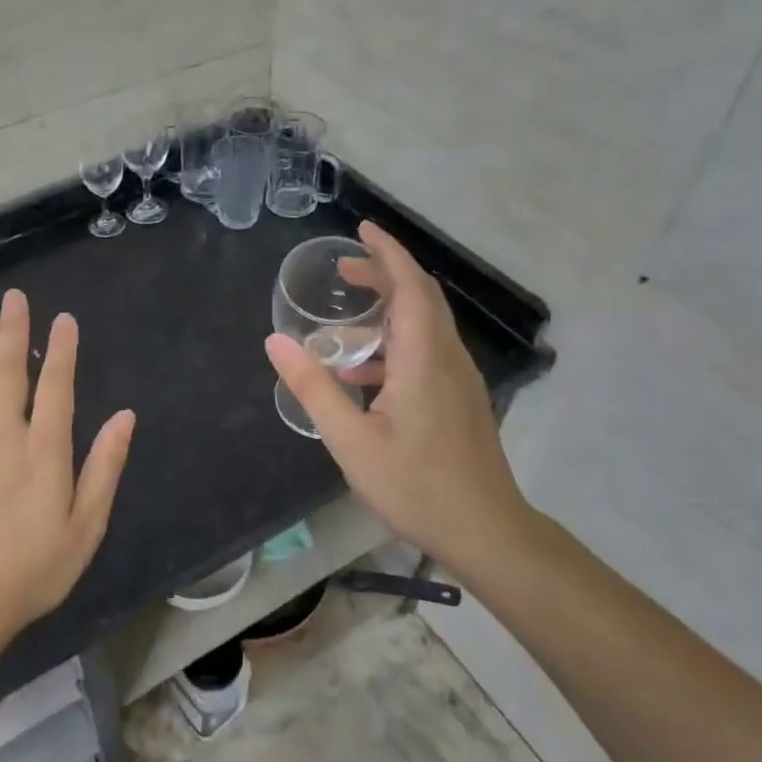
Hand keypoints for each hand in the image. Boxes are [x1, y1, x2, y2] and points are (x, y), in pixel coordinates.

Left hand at [0, 289, 135, 645]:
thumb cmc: (34, 567)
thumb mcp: (86, 525)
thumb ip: (104, 467)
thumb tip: (125, 417)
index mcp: (45, 450)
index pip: (56, 386)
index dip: (61, 350)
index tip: (63, 319)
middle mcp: (4, 436)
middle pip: (9, 373)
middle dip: (13, 332)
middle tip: (14, 298)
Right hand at [264, 222, 535, 577]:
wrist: (486, 531)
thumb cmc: (416, 484)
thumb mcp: (350, 439)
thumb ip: (313, 387)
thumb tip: (275, 342)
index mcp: (423, 357)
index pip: (410, 285)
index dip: (387, 252)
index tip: (361, 230)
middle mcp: (447, 357)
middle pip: (421, 297)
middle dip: (385, 274)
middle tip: (344, 270)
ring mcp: (459, 379)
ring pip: (426, 325)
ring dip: (390, 310)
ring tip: (347, 323)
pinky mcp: (461, 399)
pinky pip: (428, 351)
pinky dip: (397, 342)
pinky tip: (367, 376)